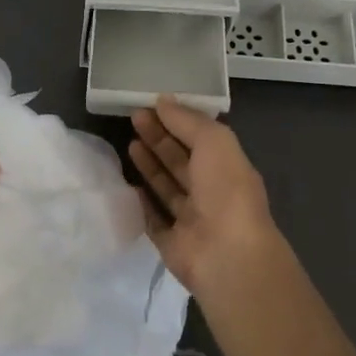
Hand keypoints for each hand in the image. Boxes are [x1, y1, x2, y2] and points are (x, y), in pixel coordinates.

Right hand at [129, 97, 289, 295]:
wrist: (227, 255)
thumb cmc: (226, 191)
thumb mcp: (214, 142)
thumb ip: (188, 121)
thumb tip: (163, 101)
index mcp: (228, 168)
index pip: (200, 139)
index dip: (177, 121)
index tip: (151, 105)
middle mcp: (212, 192)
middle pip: (181, 161)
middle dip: (159, 139)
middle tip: (133, 118)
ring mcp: (192, 220)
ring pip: (167, 188)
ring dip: (150, 166)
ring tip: (129, 144)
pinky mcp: (172, 243)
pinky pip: (153, 220)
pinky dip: (142, 203)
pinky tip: (127, 185)